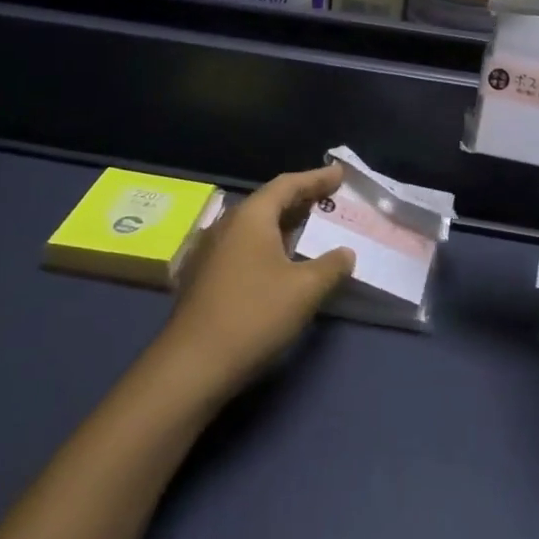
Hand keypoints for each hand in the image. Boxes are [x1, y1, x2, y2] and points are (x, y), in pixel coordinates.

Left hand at [162, 164, 354, 397]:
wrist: (192, 365)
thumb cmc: (254, 315)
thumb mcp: (304, 290)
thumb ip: (331, 266)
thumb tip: (345, 253)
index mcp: (251, 217)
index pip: (287, 185)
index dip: (316, 178)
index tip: (340, 173)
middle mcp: (226, 225)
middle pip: (268, 202)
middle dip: (300, 200)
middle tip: (328, 199)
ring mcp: (209, 251)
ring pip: (253, 227)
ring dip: (282, 225)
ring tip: (307, 229)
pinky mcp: (202, 276)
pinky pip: (242, 247)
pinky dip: (266, 246)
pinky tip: (277, 264)